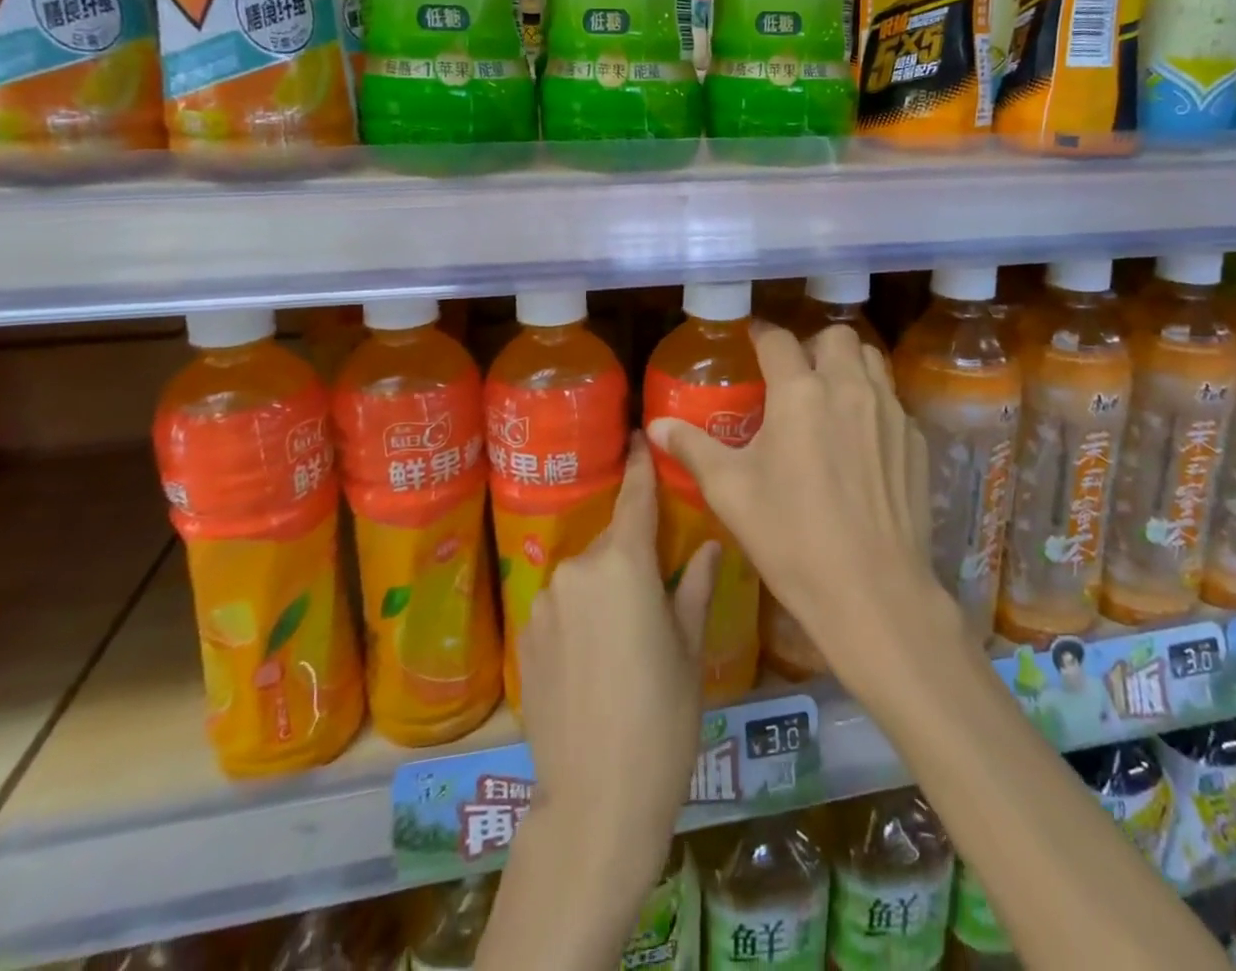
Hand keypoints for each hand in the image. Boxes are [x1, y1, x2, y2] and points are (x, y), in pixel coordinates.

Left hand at [517, 432, 719, 877]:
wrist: (595, 801)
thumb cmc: (662, 719)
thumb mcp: (691, 651)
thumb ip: (695, 587)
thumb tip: (709, 545)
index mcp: (624, 564)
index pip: (634, 497)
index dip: (639, 464)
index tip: (639, 435)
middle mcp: (578, 569)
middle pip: (612, 542)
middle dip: (632, 551)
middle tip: (656, 588)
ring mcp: (545, 601)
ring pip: (585, 576)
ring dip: (605, 588)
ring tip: (625, 638)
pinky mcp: (526, 635)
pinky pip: (562, 606)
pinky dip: (580, 616)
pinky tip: (594, 662)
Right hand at [646, 324, 950, 692]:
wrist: (872, 591)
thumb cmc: (791, 537)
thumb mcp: (730, 492)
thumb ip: (693, 449)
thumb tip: (656, 427)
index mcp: (800, 392)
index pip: (778, 340)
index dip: (761, 335)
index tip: (751, 340)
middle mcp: (849, 388)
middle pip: (835, 335)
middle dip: (812, 345)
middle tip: (794, 375)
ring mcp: (890, 412)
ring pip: (871, 360)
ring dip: (847, 364)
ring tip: (829, 395)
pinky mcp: (915, 440)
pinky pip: (893, 400)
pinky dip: (874, 402)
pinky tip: (861, 439)